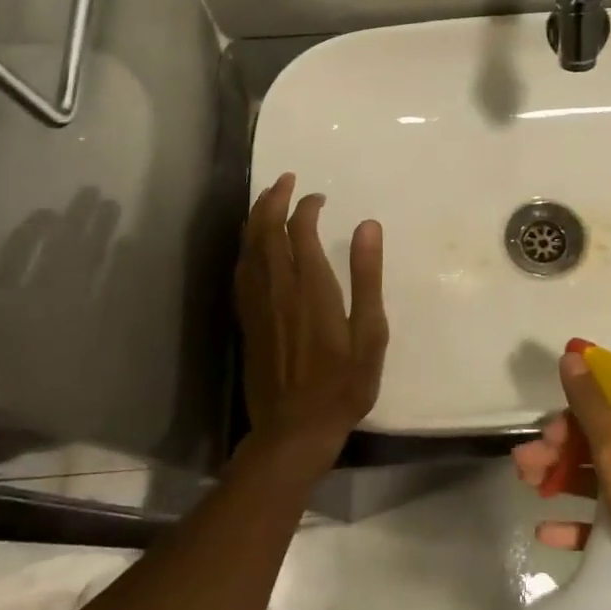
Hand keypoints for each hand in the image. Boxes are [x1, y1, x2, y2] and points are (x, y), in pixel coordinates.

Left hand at [234, 173, 387, 475]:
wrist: (294, 430)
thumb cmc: (343, 384)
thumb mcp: (369, 332)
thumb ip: (367, 277)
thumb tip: (368, 226)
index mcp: (311, 287)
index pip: (301, 230)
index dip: (306, 207)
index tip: (319, 197)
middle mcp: (278, 288)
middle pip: (266, 231)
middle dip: (273, 199)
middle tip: (285, 180)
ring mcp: (257, 305)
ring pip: (248, 248)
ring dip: (255, 218)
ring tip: (266, 199)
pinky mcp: (246, 321)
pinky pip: (240, 272)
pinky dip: (245, 248)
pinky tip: (250, 245)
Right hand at [513, 349, 610, 609]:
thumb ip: (591, 407)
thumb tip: (572, 356)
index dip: (588, 384)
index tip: (552, 387)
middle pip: (602, 435)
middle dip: (561, 441)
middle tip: (527, 456)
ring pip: (599, 474)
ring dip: (561, 475)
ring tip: (526, 482)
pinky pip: (605, 519)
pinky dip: (577, 521)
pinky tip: (545, 530)